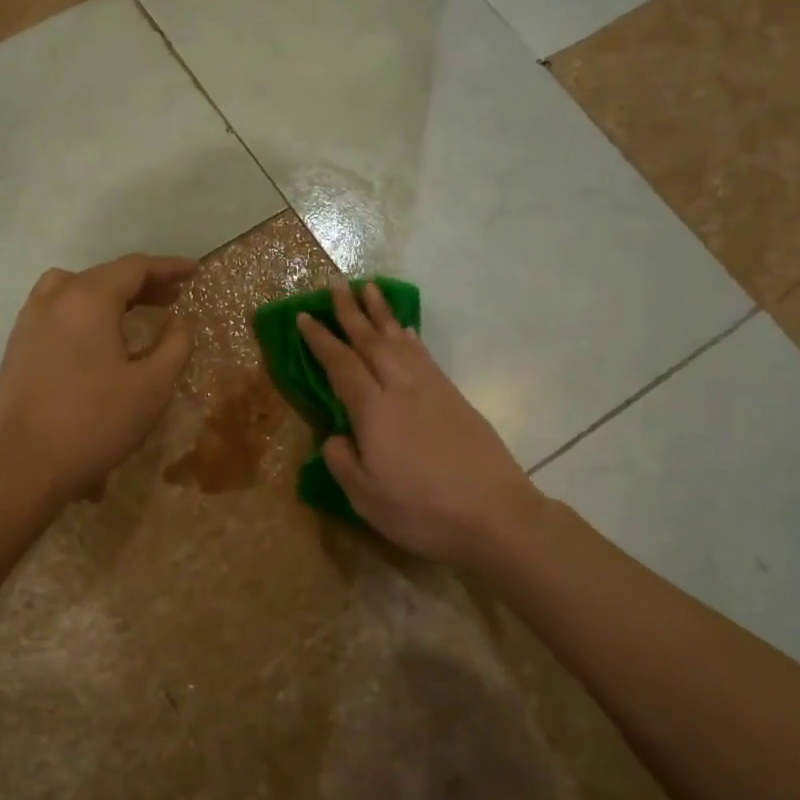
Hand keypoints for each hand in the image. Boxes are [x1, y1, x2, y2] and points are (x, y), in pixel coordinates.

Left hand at [0, 254, 197, 500]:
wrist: (25, 466)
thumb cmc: (96, 423)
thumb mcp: (152, 387)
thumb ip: (175, 345)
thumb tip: (180, 321)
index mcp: (88, 299)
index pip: (134, 267)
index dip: (168, 267)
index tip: (194, 272)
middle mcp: (55, 298)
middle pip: (104, 275)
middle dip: (142, 282)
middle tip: (173, 296)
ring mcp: (30, 320)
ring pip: (74, 287)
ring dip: (109, 293)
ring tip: (133, 312)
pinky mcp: (18, 344)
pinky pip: (55, 308)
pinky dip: (83, 308)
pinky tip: (96, 337)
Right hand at [298, 279, 538, 567]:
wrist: (494, 514)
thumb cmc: (421, 509)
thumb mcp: (365, 497)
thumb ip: (342, 461)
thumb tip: (336, 437)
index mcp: (373, 410)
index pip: (340, 364)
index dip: (320, 340)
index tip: (304, 316)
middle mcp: (401, 388)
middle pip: (371, 340)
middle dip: (350, 311)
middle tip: (335, 284)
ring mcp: (432, 389)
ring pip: (400, 340)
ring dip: (381, 313)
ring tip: (369, 289)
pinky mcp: (454, 398)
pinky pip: (424, 355)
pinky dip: (410, 338)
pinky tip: (406, 331)